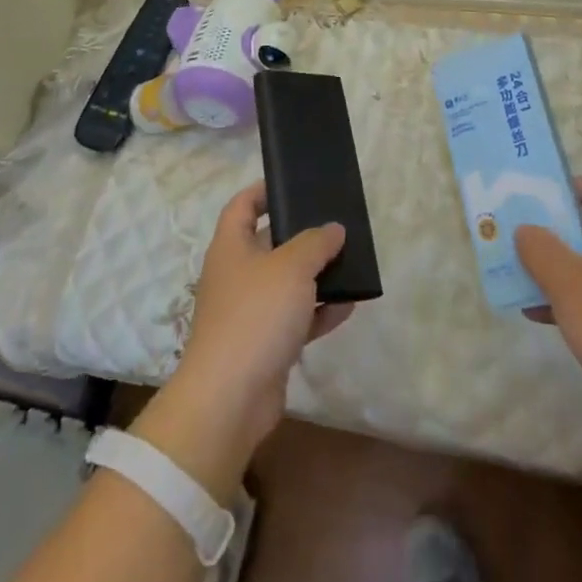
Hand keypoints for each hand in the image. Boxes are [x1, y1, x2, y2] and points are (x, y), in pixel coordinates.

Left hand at [165, 184, 353, 462]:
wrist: (231, 398)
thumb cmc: (256, 315)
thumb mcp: (291, 267)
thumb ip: (316, 243)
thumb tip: (333, 229)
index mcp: (230, 247)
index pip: (242, 205)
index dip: (263, 190)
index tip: (293, 183)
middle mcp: (236, 275)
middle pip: (269, 243)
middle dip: (301, 235)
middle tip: (335, 225)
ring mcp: (249, 312)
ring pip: (286, 283)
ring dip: (315, 275)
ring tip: (350, 262)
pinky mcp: (265, 345)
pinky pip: (296, 319)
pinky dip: (319, 312)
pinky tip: (349, 305)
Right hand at [516, 176, 581, 413]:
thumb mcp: (568, 282)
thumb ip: (540, 249)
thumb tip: (526, 230)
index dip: (574, 186)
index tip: (540, 200)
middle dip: (557, 230)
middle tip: (522, 236)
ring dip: (558, 268)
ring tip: (522, 275)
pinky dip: (570, 300)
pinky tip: (539, 316)